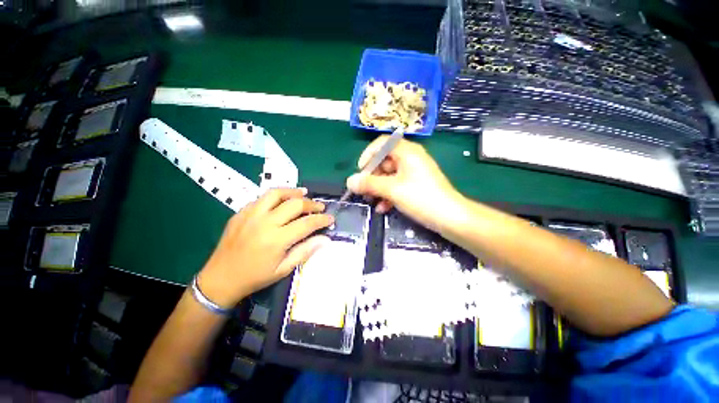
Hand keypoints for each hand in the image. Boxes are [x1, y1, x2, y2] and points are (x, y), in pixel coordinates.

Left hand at [198, 188, 332, 307]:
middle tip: (320, 207)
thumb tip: (326, 239)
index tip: (331, 218)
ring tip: (304, 193)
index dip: (322, 219)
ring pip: (276, 193)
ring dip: (293, 192)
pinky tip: (282, 201)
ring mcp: (250, 215)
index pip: (307, 223)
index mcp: (276, 240)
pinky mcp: (240, 213)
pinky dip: (276, 197)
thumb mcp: (283, 269)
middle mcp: (264, 223)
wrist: (220, 279)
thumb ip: (306, 251)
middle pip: (295, 204)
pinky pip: (261, 198)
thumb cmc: (255, 277)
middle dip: (312, 204)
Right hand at [346, 137, 463, 232]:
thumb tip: (350, 181)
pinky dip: (388, 195)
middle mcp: (410, 159)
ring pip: (389, 176)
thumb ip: (370, 184)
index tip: (360, 170)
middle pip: (384, 161)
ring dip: (378, 188)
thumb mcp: (392, 190)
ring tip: (370, 201)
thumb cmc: (421, 198)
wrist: (451, 218)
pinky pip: (397, 185)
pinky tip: (382, 208)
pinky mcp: (416, 186)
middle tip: (363, 190)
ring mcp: (414, 173)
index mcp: (407, 152)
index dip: (368, 154)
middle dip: (372, 176)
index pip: (382, 143)